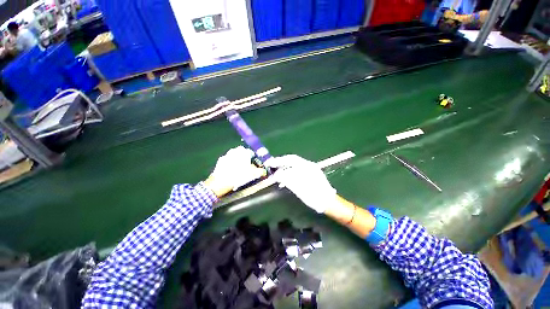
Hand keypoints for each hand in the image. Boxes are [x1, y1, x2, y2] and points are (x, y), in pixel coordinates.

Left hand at [203, 146, 265, 197]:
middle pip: (243, 155)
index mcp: (243, 151)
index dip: (254, 160)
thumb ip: (260, 171)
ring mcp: (226, 155)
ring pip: (235, 158)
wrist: (220, 182)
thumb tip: (264, 171)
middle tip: (247, 169)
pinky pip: (228, 162)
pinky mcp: (220, 162)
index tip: (255, 166)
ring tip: (239, 172)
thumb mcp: (253, 174)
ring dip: (238, 163)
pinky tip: (232, 173)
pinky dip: (231, 166)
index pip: (252, 153)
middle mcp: (234, 151)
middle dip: (246, 161)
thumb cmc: (239, 176)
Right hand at [268, 155, 337, 212]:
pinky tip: (285, 180)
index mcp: (307, 166)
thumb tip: (276, 174)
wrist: (328, 202)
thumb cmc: (314, 195)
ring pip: (294, 166)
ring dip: (284, 169)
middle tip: (271, 166)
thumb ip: (287, 179)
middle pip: (292, 161)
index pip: (291, 159)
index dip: (279, 160)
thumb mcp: (299, 188)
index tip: (270, 162)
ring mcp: (310, 170)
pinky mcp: (310, 176)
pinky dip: (289, 174)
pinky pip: (297, 172)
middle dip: (281, 163)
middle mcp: (308, 165)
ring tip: (276, 175)